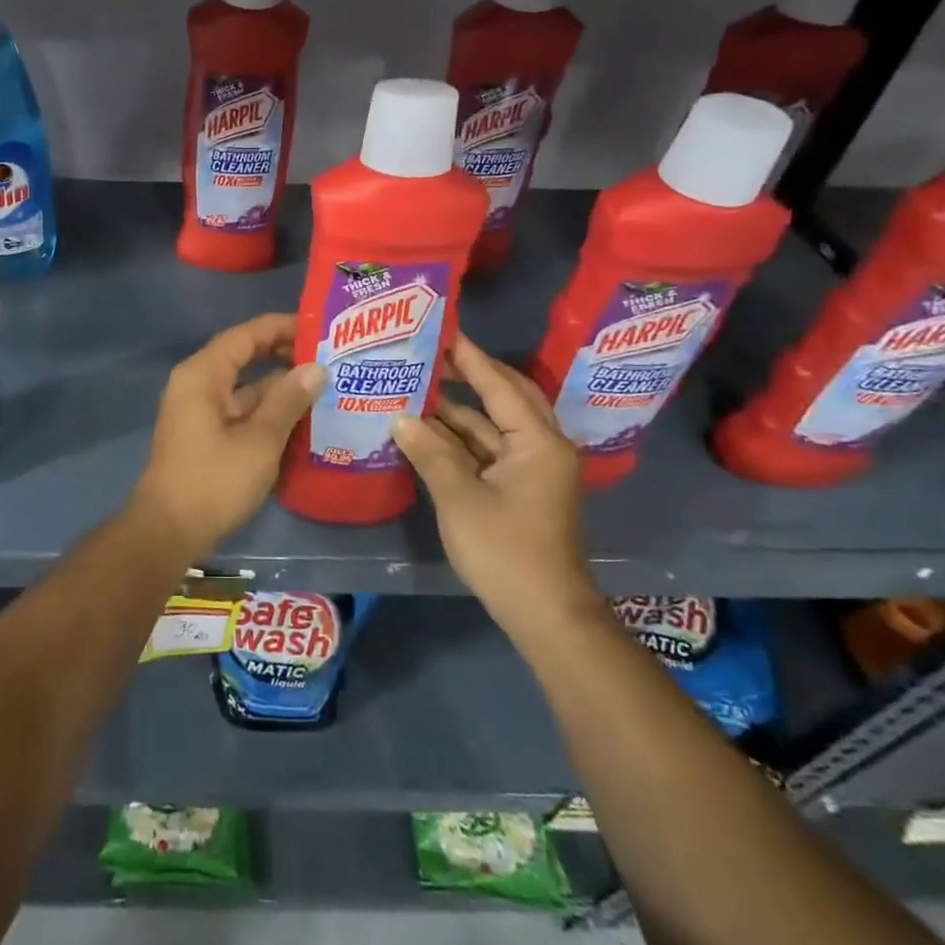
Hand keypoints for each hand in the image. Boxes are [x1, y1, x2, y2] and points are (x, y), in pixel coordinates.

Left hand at [132, 312, 325, 558]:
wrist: (168, 531)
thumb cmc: (213, 480)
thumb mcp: (260, 440)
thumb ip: (288, 400)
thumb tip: (316, 368)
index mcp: (203, 374)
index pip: (247, 335)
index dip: (283, 327)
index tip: (321, 328)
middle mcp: (198, 384)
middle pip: (245, 357)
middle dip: (285, 356)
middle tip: (331, 357)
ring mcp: (200, 411)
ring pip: (246, 387)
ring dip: (280, 388)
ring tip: (327, 386)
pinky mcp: (206, 435)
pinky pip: (241, 411)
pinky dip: (268, 412)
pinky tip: (303, 420)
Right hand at [390, 335, 600, 646]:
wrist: (545, 614)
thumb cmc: (506, 550)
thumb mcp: (460, 496)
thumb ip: (429, 451)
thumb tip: (399, 417)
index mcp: (538, 441)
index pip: (499, 384)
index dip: (469, 357)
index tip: (441, 330)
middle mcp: (541, 446)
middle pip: (504, 397)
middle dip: (468, 375)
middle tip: (429, 354)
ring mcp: (531, 469)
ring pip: (492, 426)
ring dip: (457, 411)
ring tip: (415, 387)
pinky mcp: (519, 489)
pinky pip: (487, 449)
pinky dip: (459, 439)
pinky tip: (424, 431)